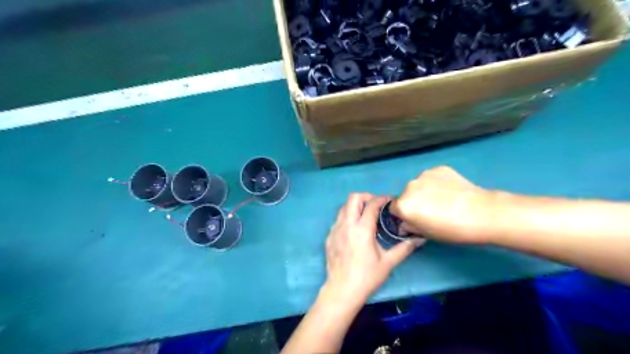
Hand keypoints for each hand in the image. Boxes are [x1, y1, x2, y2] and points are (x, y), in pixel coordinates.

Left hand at [324, 192, 422, 304]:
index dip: (382, 199)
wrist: (342, 290)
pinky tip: (354, 230)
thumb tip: (419, 240)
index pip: (372, 205)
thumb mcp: (388, 263)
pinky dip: (348, 217)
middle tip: (376, 206)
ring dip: (355, 206)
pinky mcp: (329, 236)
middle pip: (353, 198)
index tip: (389, 201)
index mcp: (362, 229)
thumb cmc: (367, 277)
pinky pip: (338, 219)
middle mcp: (347, 224)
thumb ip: (404, 248)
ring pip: (344, 207)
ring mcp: (335, 229)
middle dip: (366, 197)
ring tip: (365, 216)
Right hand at [393, 165, 493, 243]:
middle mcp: (409, 186)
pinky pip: (432, 177)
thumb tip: (404, 223)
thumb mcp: (426, 234)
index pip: (394, 208)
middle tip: (431, 211)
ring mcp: (424, 175)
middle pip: (406, 195)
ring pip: (419, 185)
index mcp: (403, 204)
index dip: (403, 215)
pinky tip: (451, 191)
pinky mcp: (439, 168)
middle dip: (414, 202)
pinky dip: (437, 183)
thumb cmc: (451, 229)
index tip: (415, 219)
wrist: (482, 213)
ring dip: (425, 191)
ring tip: (444, 200)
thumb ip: (409, 227)